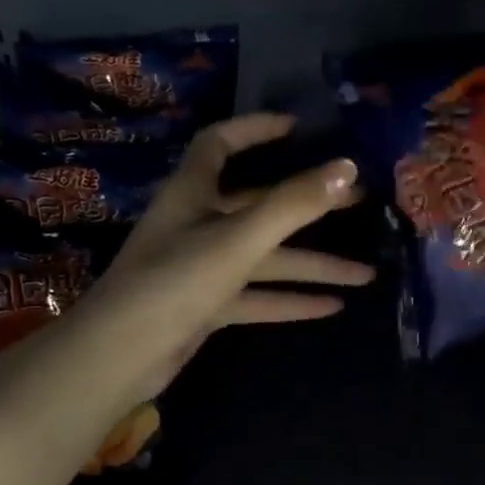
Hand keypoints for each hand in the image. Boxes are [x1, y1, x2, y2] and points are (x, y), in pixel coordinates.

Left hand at [84, 113, 372, 400]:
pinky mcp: (205, 305)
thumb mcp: (239, 239)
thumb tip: (347, 166)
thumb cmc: (174, 282)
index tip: (297, 127)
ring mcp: (201, 267)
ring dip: (312, 265)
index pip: (221, 144)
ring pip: (265, 258)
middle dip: (309, 204)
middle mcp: (197, 224)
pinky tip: (332, 306)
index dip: (255, 129)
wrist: (119, 356)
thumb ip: (293, 204)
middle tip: (359, 201)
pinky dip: (290, 299)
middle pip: (259, 204)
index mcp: (193, 193)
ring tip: (365, 273)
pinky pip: (256, 295)